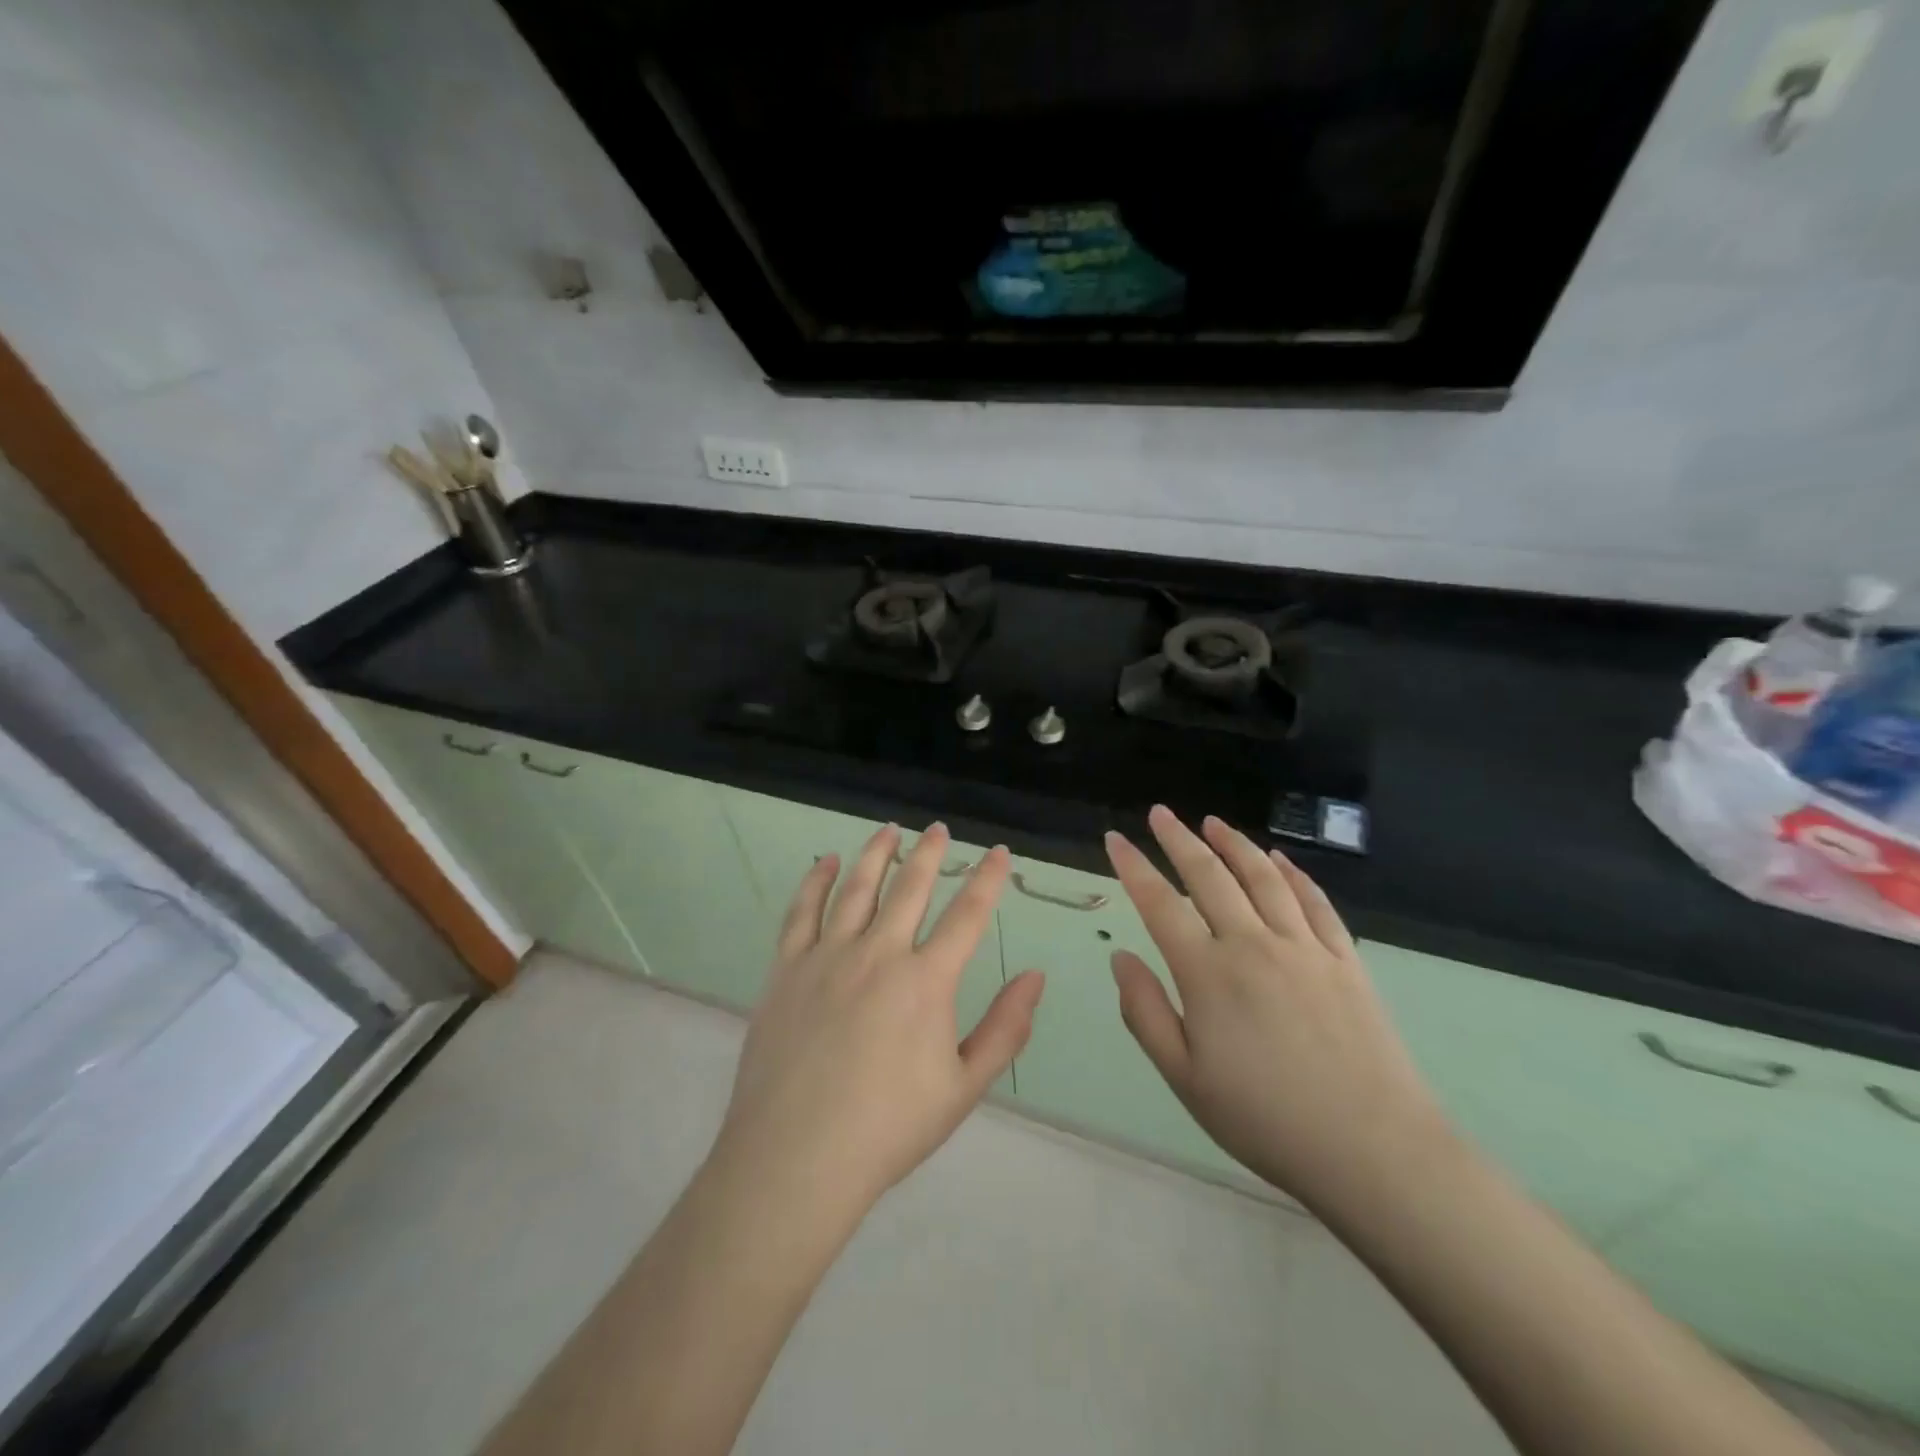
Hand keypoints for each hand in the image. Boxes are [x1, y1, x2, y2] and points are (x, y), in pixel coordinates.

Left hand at [713, 823, 1046, 1223]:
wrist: (796, 1158)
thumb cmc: (888, 1128)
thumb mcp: (964, 1088)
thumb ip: (1005, 1029)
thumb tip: (1036, 977)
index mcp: (926, 981)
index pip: (967, 915)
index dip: (988, 879)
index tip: (999, 852)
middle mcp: (879, 953)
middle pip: (910, 887)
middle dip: (930, 852)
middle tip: (939, 828)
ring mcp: (828, 956)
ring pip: (857, 888)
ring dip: (877, 853)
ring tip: (890, 830)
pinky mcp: (788, 968)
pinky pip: (803, 911)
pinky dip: (817, 881)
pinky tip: (828, 863)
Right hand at [1105, 806, 1446, 1211]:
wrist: (1372, 1151)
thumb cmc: (1265, 1120)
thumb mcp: (1184, 1078)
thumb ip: (1145, 1012)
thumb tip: (1121, 957)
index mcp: (1208, 973)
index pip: (1160, 903)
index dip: (1133, 866)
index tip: (1114, 839)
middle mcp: (1253, 944)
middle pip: (1209, 875)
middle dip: (1179, 839)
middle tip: (1160, 813)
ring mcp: (1304, 948)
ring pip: (1262, 877)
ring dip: (1234, 844)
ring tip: (1212, 822)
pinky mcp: (1345, 960)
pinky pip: (1314, 902)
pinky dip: (1293, 873)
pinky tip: (1278, 859)